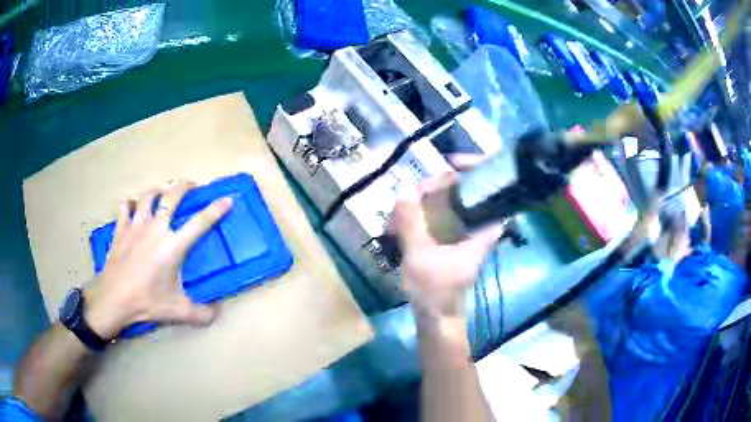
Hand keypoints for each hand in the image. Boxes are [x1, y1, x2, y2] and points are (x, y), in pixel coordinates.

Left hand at [84, 181, 233, 338]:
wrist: (114, 299)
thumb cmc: (146, 302)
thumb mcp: (178, 312)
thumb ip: (202, 314)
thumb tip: (218, 313)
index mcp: (173, 246)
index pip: (200, 223)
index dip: (216, 209)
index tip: (227, 198)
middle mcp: (156, 228)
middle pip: (172, 196)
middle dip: (185, 186)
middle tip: (191, 185)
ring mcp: (136, 225)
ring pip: (148, 196)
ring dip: (157, 190)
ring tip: (162, 192)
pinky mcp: (121, 228)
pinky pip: (125, 206)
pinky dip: (130, 204)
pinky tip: (132, 207)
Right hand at [392, 173, 504, 321]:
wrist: (435, 316)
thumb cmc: (435, 291)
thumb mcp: (420, 257)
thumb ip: (412, 222)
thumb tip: (403, 187)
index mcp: (483, 228)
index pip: (491, 188)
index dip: (476, 167)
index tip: (450, 162)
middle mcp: (476, 224)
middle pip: (461, 188)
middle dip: (431, 188)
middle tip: (405, 199)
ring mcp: (461, 229)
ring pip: (444, 200)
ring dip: (417, 204)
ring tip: (393, 223)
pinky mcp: (448, 236)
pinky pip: (433, 214)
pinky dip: (415, 216)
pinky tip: (395, 229)